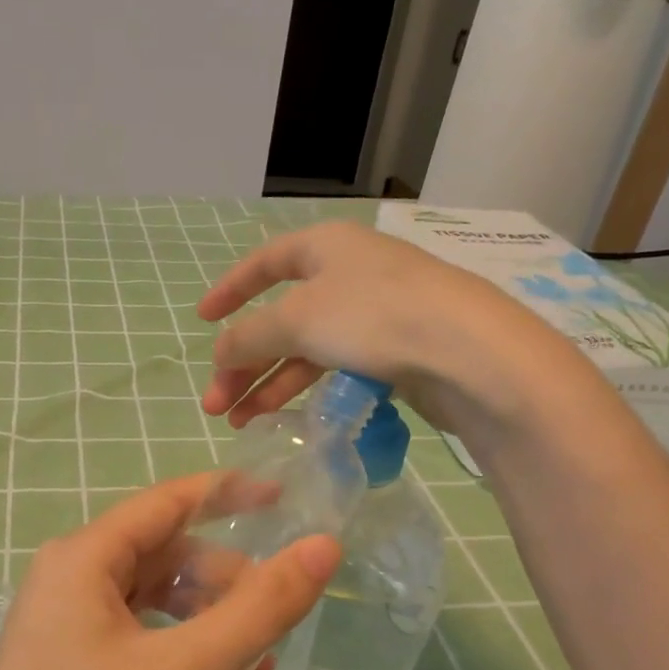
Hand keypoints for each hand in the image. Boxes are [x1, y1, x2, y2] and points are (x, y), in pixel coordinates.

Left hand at [0, 477, 341, 669]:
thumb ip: (259, 608)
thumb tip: (324, 546)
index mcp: (83, 559)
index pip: (169, 502)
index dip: (229, 493)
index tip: (285, 499)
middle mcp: (68, 581)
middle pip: (165, 559)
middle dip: (226, 587)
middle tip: (276, 626)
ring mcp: (63, 630)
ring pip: (156, 610)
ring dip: (210, 635)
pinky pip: (139, 650)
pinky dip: (182, 668)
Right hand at [198, 220, 589, 443]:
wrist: (468, 354)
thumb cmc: (374, 317)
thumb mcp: (296, 320)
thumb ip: (248, 336)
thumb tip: (220, 352)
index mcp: (325, 247)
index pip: (264, 262)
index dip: (229, 289)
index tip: (201, 320)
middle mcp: (349, 274)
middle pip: (280, 317)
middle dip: (243, 361)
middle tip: (215, 404)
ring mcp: (374, 314)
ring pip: (305, 348)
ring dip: (268, 384)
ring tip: (240, 422)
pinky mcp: (394, 351)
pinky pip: (334, 367)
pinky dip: (305, 390)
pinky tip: (284, 417)